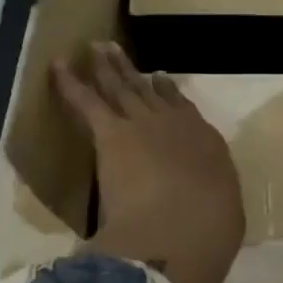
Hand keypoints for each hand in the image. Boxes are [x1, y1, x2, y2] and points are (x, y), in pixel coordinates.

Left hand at [52, 43, 243, 282]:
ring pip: (121, 87)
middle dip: (133, 71)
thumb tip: (205, 203)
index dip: (170, 95)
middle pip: (150, 92)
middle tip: (117, 52)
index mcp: (207, 145)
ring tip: (96, 48)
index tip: (161, 80)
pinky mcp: (112, 134)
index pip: (186, 112)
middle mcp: (176, 125)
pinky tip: (58, 67)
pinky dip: (70, 83)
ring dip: (107, 66)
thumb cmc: (209, 235)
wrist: (180, 233)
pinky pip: (87, 101)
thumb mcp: (224, 215)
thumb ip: (211, 198)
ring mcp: (143, 125)